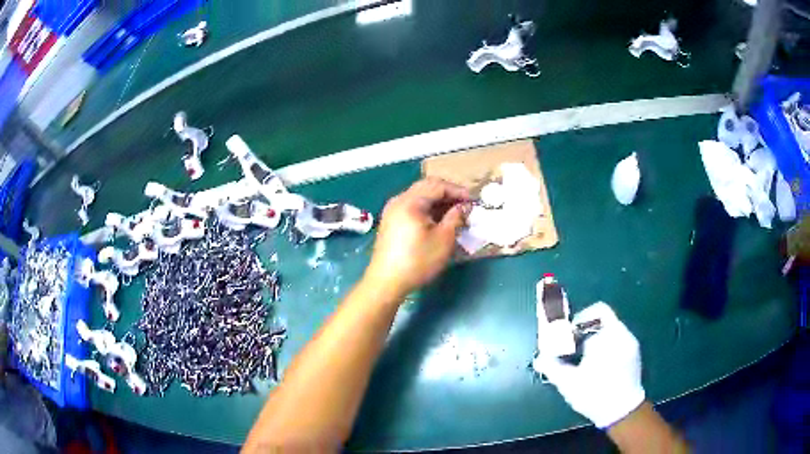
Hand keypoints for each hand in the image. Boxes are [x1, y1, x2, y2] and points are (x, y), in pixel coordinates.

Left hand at [364, 178, 469, 298]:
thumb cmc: (418, 261)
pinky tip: (438, 221)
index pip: (438, 185)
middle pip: (427, 187)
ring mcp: (392, 210)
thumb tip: (464, 207)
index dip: (458, 191)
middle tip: (465, 205)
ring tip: (454, 214)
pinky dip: (427, 209)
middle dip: (448, 194)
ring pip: (419, 197)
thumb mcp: (444, 239)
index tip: (473, 201)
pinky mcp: (390, 221)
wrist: (386, 282)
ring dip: (438, 202)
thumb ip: (456, 218)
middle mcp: (398, 200)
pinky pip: (412, 207)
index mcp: (410, 201)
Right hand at [534, 302, 644, 428]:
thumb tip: (539, 358)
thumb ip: (552, 367)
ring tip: (583, 358)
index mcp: (608, 336)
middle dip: (585, 330)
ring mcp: (631, 343)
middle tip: (572, 347)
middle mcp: (622, 334)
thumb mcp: (569, 382)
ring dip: (595, 338)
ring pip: (611, 330)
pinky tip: (597, 364)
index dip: (580, 319)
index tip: (569, 335)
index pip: (596, 312)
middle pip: (603, 319)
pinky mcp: (634, 354)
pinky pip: (618, 339)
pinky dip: (606, 345)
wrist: (622, 411)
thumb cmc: (595, 394)